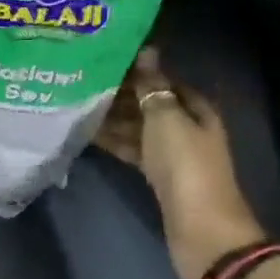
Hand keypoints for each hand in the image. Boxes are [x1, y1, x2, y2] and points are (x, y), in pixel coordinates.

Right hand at [94, 48, 263, 278]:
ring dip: (113, 117)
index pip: (164, 80)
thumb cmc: (186, 165)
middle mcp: (186, 127)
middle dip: (121, 93)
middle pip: (150, 103)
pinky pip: (133, 150)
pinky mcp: (158, 176)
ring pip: (138, 127)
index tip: (104, 59)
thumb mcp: (166, 118)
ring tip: (78, 103)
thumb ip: (153, 85)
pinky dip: (115, 141)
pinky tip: (88, 133)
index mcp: (195, 108)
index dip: (138, 69)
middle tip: (84, 80)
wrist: (200, 228)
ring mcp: (172, 153)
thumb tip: (147, 49)